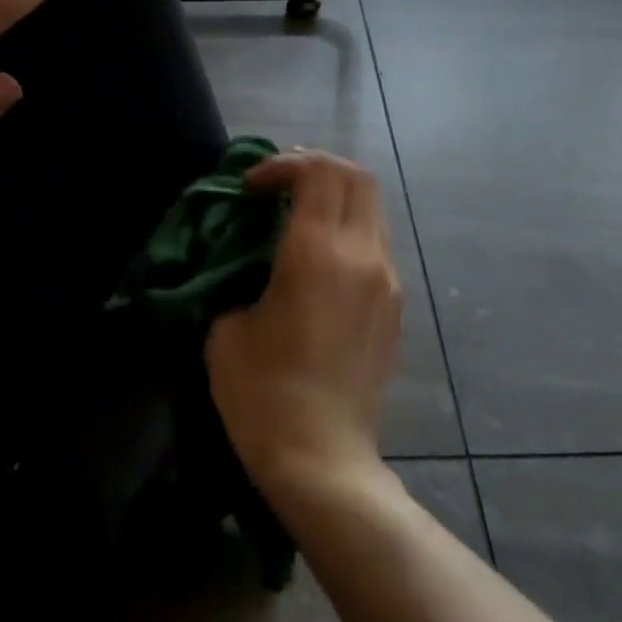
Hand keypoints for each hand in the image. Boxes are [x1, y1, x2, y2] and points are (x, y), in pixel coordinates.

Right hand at [206, 151, 402, 495]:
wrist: (320, 456)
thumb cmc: (262, 392)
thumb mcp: (227, 326)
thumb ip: (239, 277)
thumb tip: (250, 261)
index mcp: (317, 253)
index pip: (318, 172)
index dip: (282, 165)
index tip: (250, 189)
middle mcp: (363, 256)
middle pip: (357, 178)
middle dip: (316, 168)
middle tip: (279, 187)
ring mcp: (387, 282)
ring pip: (372, 210)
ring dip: (336, 200)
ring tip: (297, 219)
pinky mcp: (395, 308)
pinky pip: (376, 246)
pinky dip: (348, 232)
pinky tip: (318, 263)